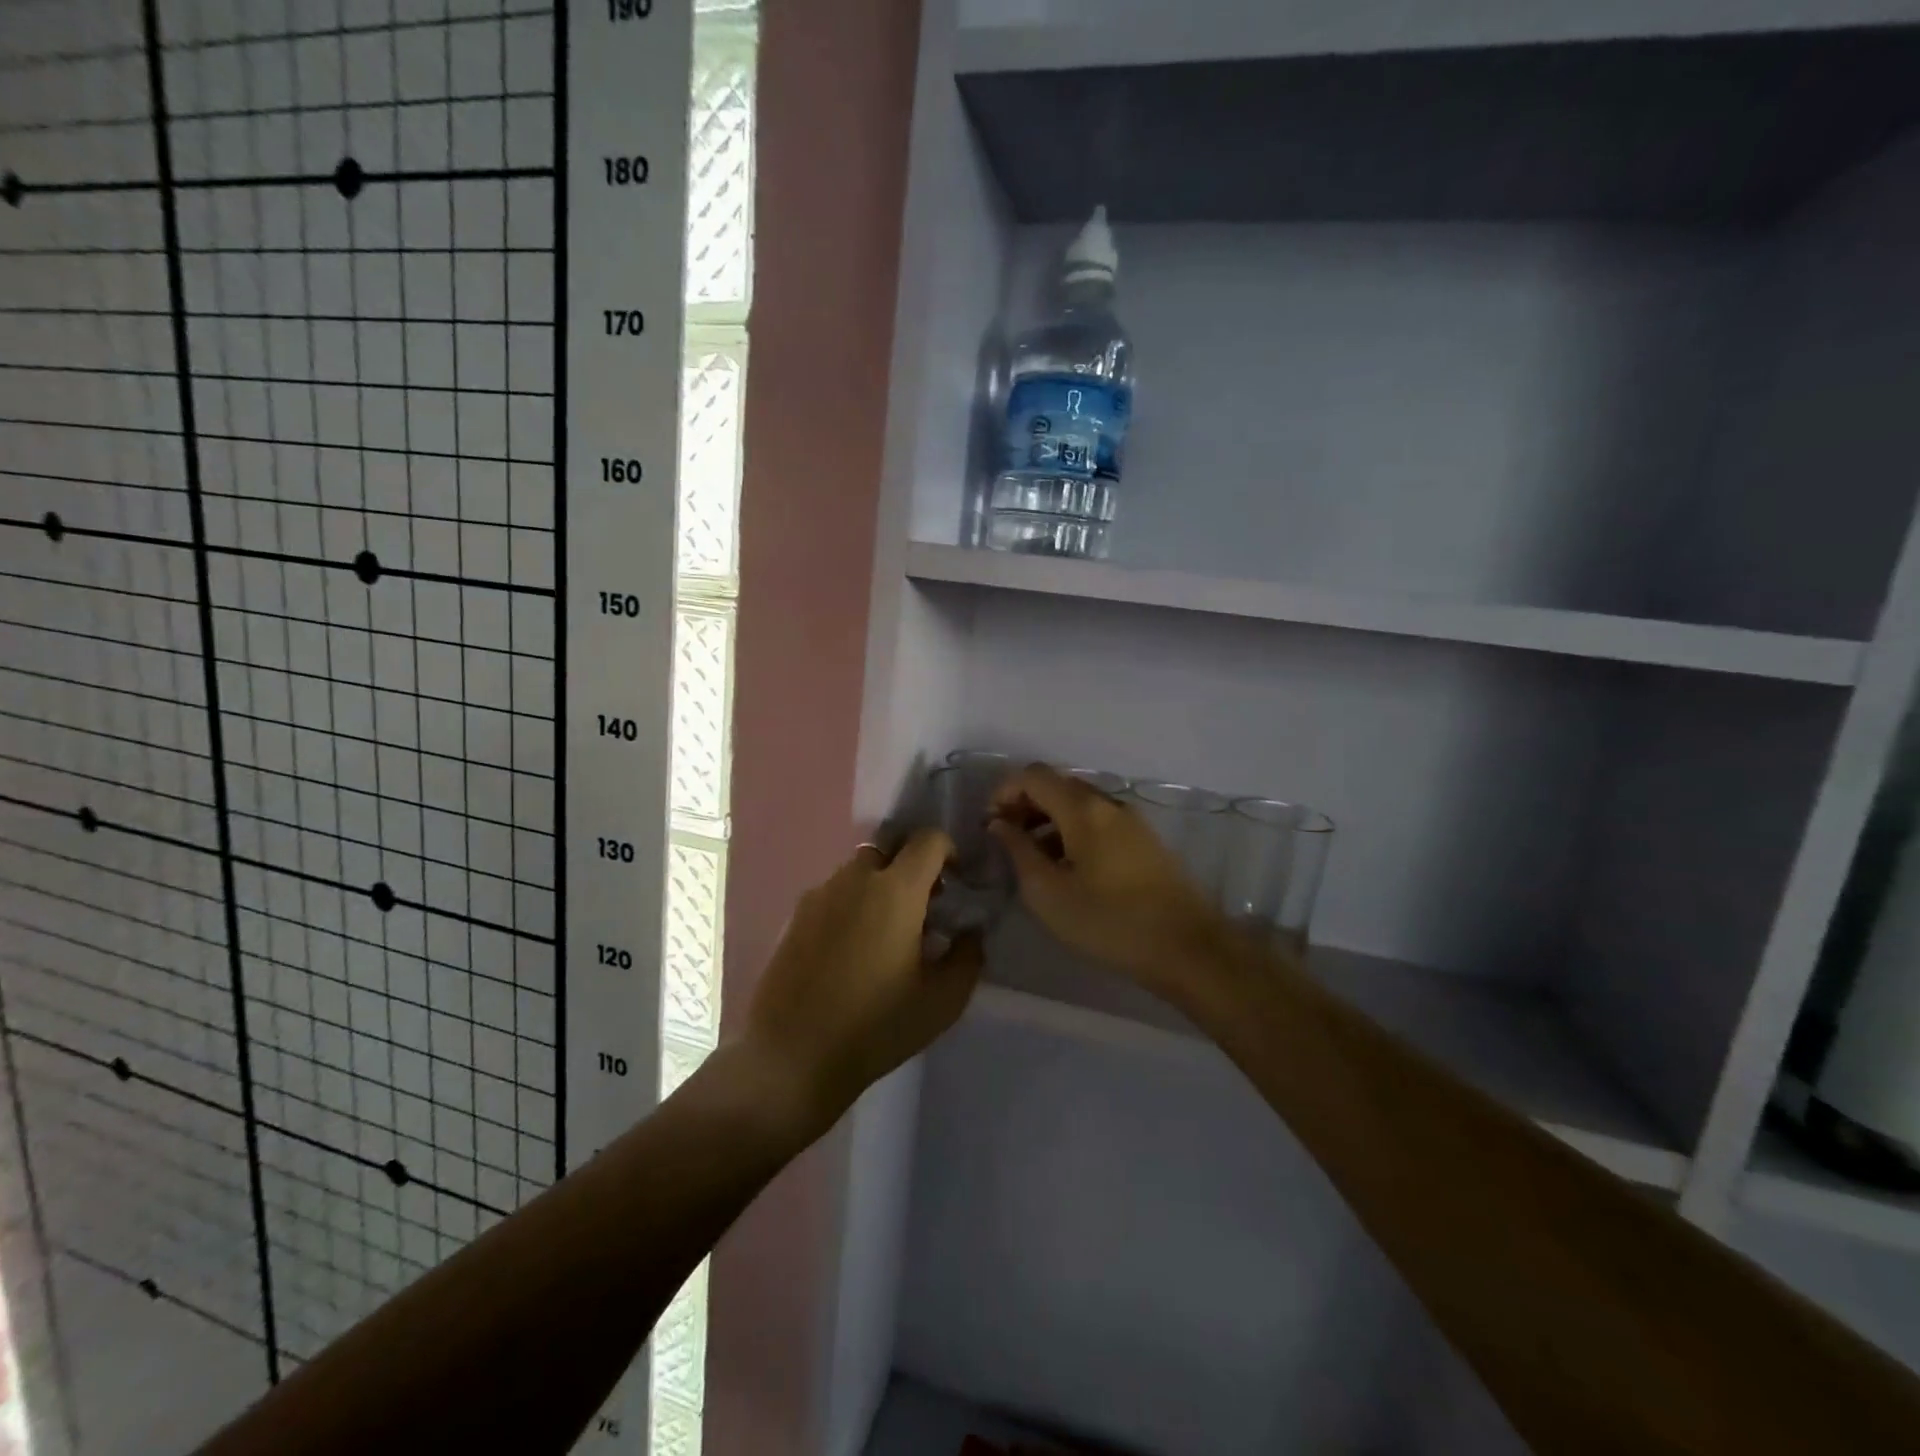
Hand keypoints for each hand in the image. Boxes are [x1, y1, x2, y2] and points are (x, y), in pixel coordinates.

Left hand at [740, 831, 981, 1133]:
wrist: (791, 1056)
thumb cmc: (876, 1026)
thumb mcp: (943, 1000)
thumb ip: (968, 955)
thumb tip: (970, 930)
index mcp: (896, 890)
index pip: (928, 839)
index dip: (948, 851)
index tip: (956, 883)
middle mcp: (855, 879)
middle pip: (890, 850)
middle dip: (911, 869)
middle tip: (922, 910)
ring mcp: (819, 895)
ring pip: (858, 872)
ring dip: (879, 888)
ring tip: (885, 936)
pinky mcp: (794, 917)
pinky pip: (833, 895)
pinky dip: (851, 907)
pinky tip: (850, 953)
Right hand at [989, 764, 1230, 996]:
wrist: (1186, 948)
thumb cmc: (1109, 921)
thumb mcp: (1048, 893)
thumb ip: (1018, 851)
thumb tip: (999, 824)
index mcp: (1083, 809)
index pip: (1033, 775)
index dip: (1004, 791)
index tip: (989, 824)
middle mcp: (1108, 803)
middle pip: (1057, 785)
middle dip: (1025, 804)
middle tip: (1006, 840)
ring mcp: (1130, 820)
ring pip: (1078, 804)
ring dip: (1048, 820)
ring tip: (1032, 859)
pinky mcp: (1144, 840)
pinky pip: (1098, 821)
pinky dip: (1072, 831)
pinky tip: (1066, 868)